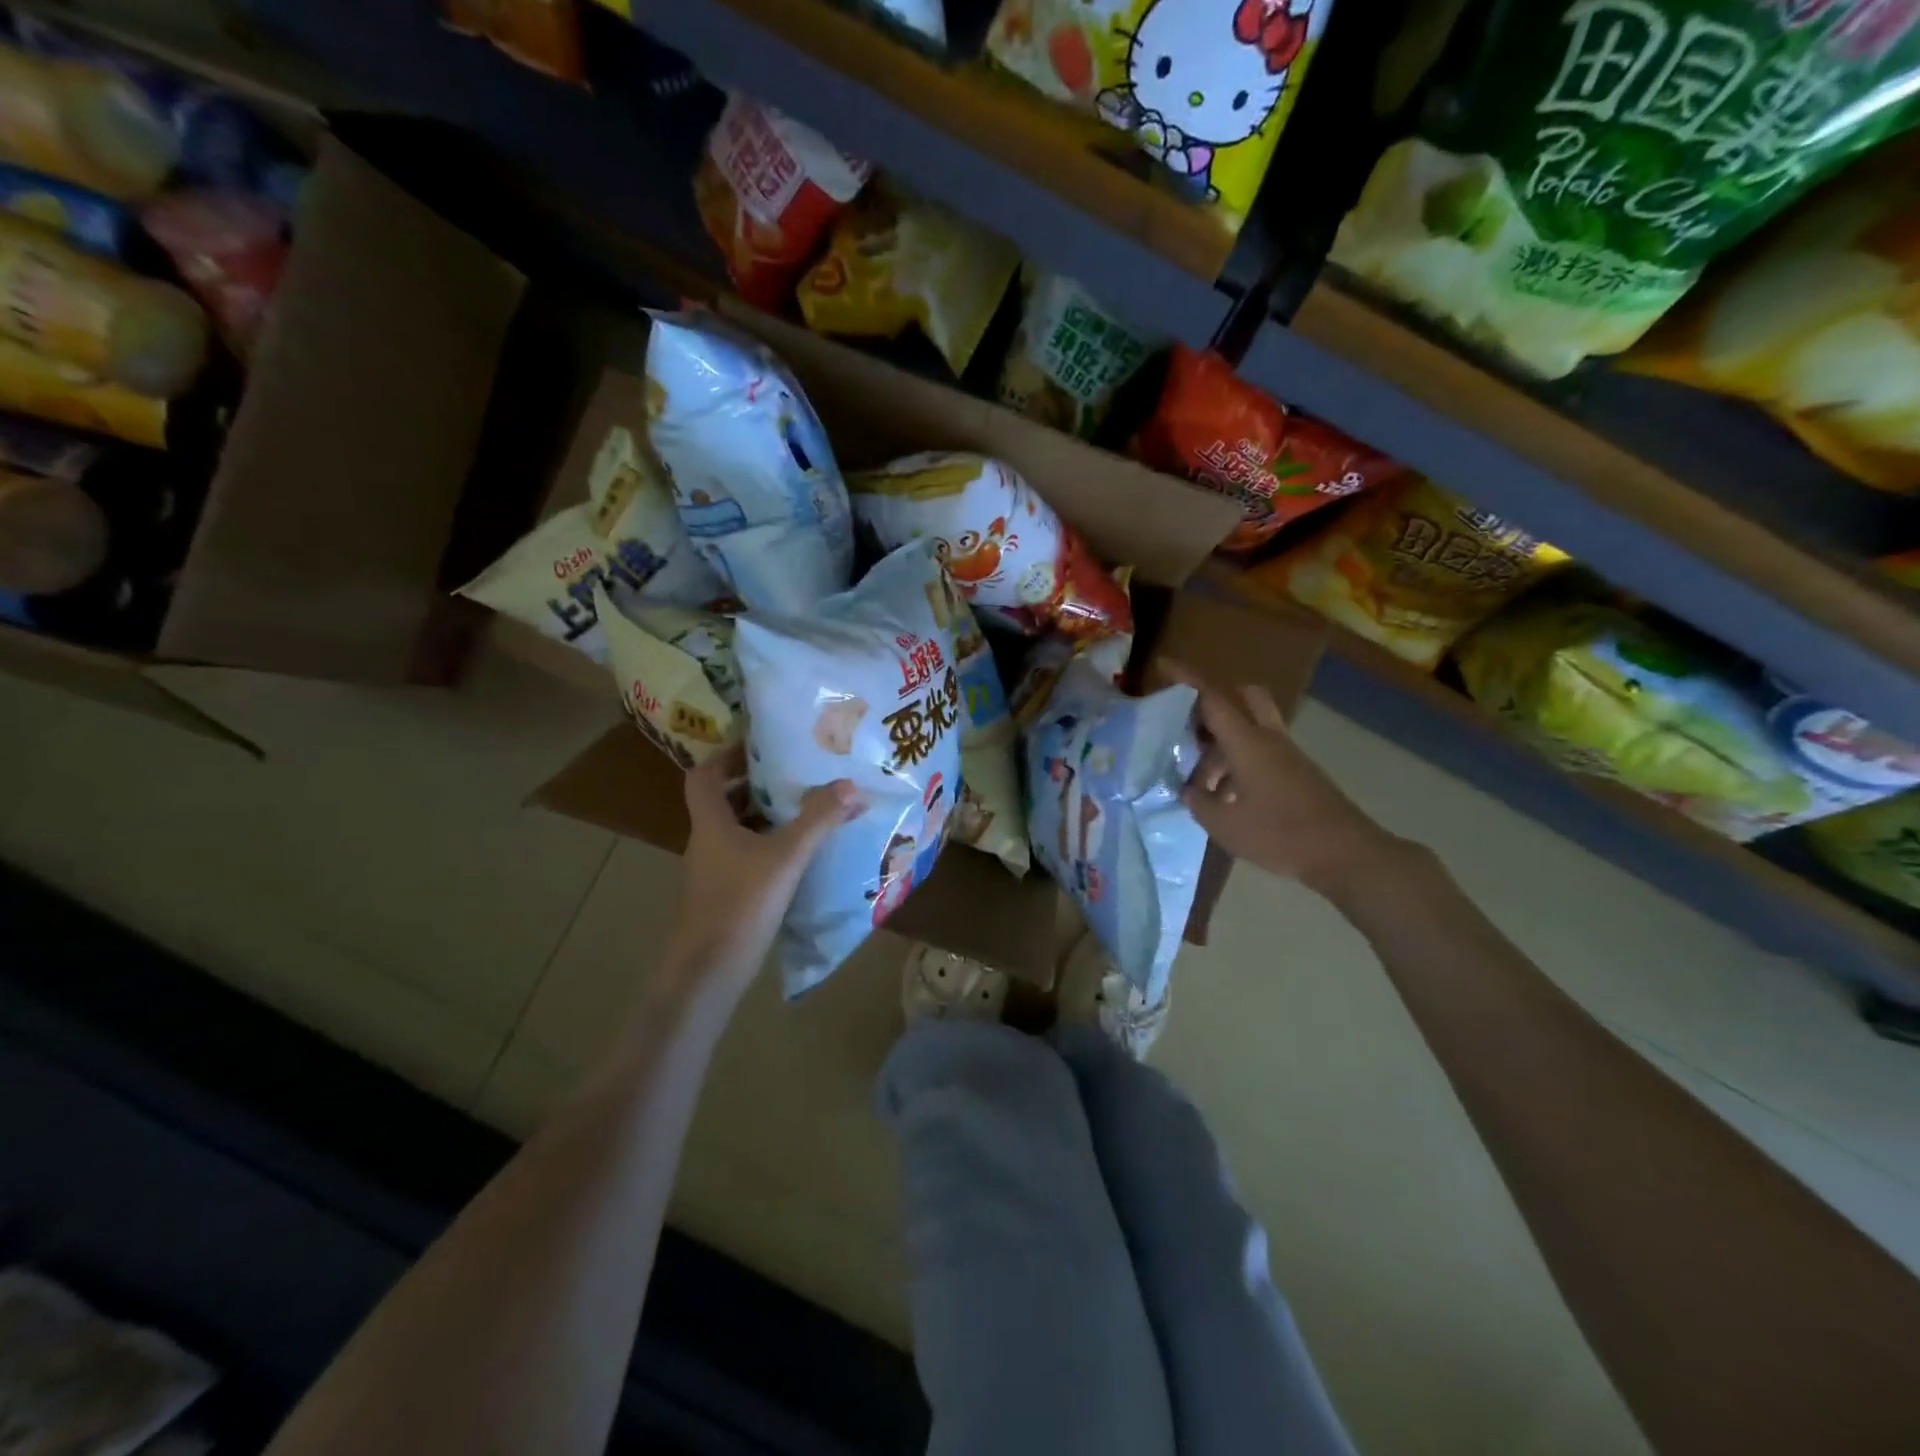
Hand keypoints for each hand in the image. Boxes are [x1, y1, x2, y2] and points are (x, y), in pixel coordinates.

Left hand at [663, 750, 864, 993]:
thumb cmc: (740, 905)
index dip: (726, 756)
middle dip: (755, 784)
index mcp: (710, 823)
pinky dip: (767, 847)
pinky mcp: (724, 896)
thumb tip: (850, 784)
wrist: (707, 974)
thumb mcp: (785, 858)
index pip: (704, 776)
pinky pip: (745, 857)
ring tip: (804, 808)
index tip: (759, 745)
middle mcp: (706, 842)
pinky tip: (798, 855)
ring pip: (735, 831)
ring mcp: (713, 872)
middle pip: (722, 801)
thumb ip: (817, 821)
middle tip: (794, 773)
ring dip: (764, 817)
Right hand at [1163, 661, 1402, 897]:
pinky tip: (1227, 797)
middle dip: (1214, 700)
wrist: (1346, 854)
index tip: (1163, 664)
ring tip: (1200, 782)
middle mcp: (1269, 739)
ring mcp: (1288, 755)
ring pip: (1251, 729)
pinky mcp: (1299, 774)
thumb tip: (1190, 790)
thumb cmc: (1280, 834)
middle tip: (1190, 724)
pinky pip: (1262, 753)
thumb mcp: (1225, 825)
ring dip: (1223, 743)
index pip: (1212, 699)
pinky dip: (1239, 763)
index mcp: (1247, 743)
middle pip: (1244, 697)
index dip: (1186, 679)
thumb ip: (1200, 803)